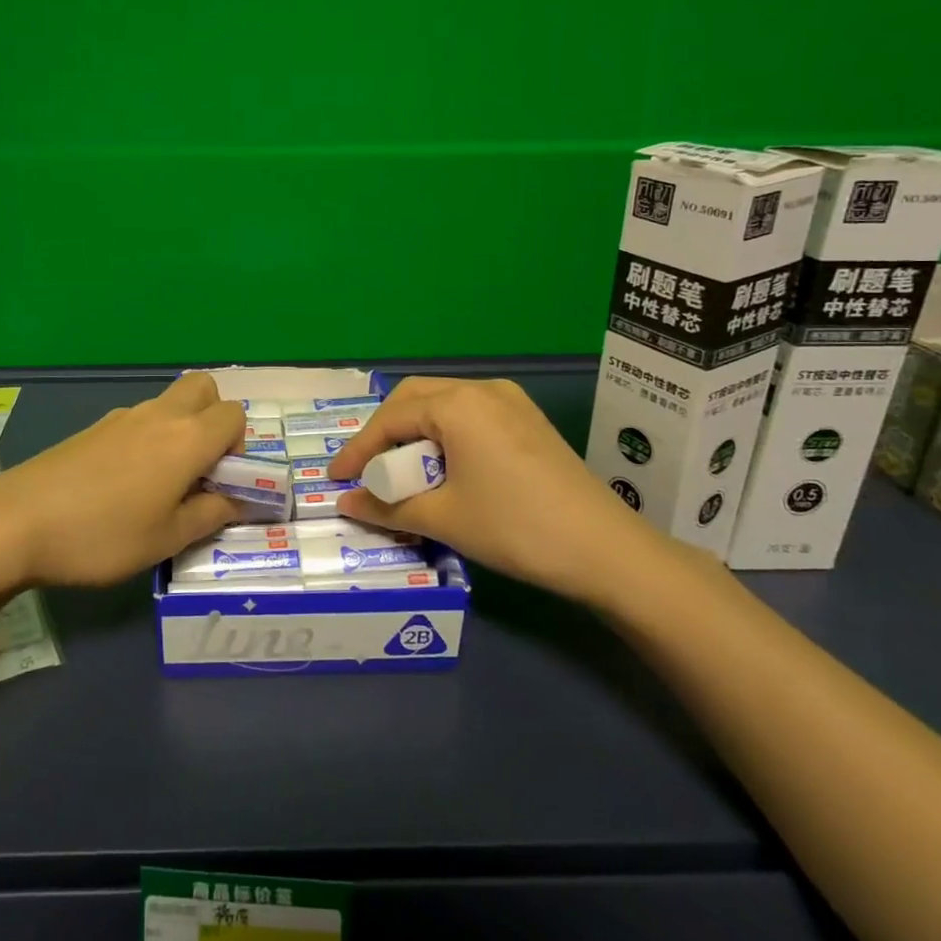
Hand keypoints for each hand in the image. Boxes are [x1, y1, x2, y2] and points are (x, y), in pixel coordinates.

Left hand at [0, 372, 245, 586]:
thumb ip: (211, 514)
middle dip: (213, 419)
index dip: (239, 446)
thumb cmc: (103, 534)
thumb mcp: (166, 538)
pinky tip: (122, 485)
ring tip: (159, 485)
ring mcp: (122, 417)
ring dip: (179, 430)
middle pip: (203, 389)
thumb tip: (241, 501)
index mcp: (187, 438)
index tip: (221, 482)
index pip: (234, 415)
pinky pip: (137, 420)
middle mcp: (159, 415)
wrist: (16, 521)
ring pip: (168, 404)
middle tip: (198, 467)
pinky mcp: (94, 428)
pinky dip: (147, 439)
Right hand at [327, 376, 660, 604]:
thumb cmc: (515, 527)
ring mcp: (510, 402)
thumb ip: (387, 506)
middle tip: (367, 469)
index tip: (335, 479)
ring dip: (414, 432)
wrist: (605, 550)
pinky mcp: (528, 420)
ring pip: (443, 404)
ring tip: (400, 470)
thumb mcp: (443, 518)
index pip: (390, 419)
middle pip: (414, 399)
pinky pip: (469, 415)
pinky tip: (442, 467)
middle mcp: (482, 390)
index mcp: (457, 404)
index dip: (358, 450)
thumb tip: (346, 503)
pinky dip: (443, 435)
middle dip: (384, 432)